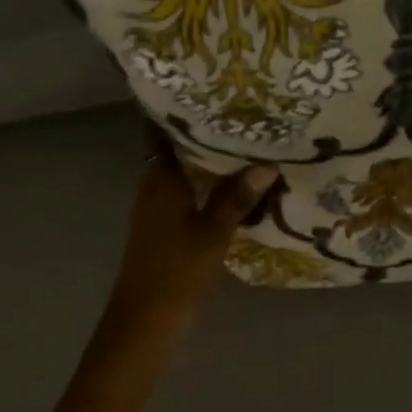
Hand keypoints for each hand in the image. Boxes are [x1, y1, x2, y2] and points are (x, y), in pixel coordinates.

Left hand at [108, 129, 277, 325]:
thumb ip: (236, 199)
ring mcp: (158, 211)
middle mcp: (154, 188)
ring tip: (245, 145)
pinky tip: (234, 189)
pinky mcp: (165, 231)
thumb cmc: (176, 271)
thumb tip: (266, 164)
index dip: (178, 111)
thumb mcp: (212, 234)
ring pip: (184, 175)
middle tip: (241, 115)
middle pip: (176, 151)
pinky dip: (207, 187)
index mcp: (160, 180)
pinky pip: (188, 196)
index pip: (162, 133)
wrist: (145, 321)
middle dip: (203, 134)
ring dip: (208, 162)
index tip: (205, 90)